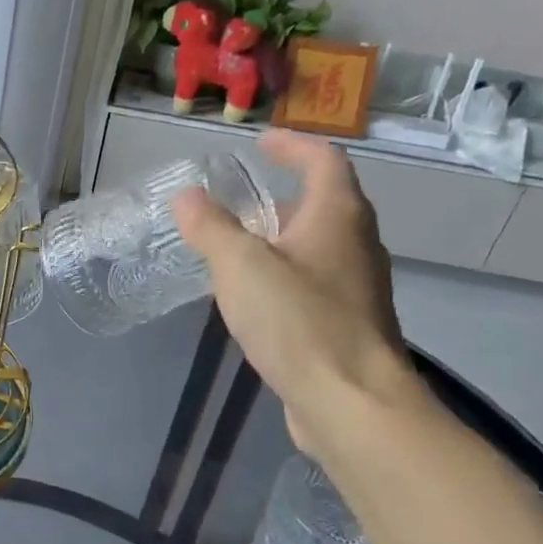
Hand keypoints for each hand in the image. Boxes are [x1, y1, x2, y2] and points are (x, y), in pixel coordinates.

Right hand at [172, 129, 412, 452]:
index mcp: (337, 216)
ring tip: (239, 249)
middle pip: (323, 204)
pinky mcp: (347, 324)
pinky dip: (285, 276)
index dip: (291, 145)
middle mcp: (356, 244)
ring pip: (318, 247)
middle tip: (239, 201)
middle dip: (282, 196)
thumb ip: (211, 228)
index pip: (322, 160)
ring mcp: (356, 287)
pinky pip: (313, 283)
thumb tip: (187, 196)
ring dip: (282, 239)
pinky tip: (256, 300)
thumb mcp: (241, 267)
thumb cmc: (299, 322)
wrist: (350, 401)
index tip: (260, 142)